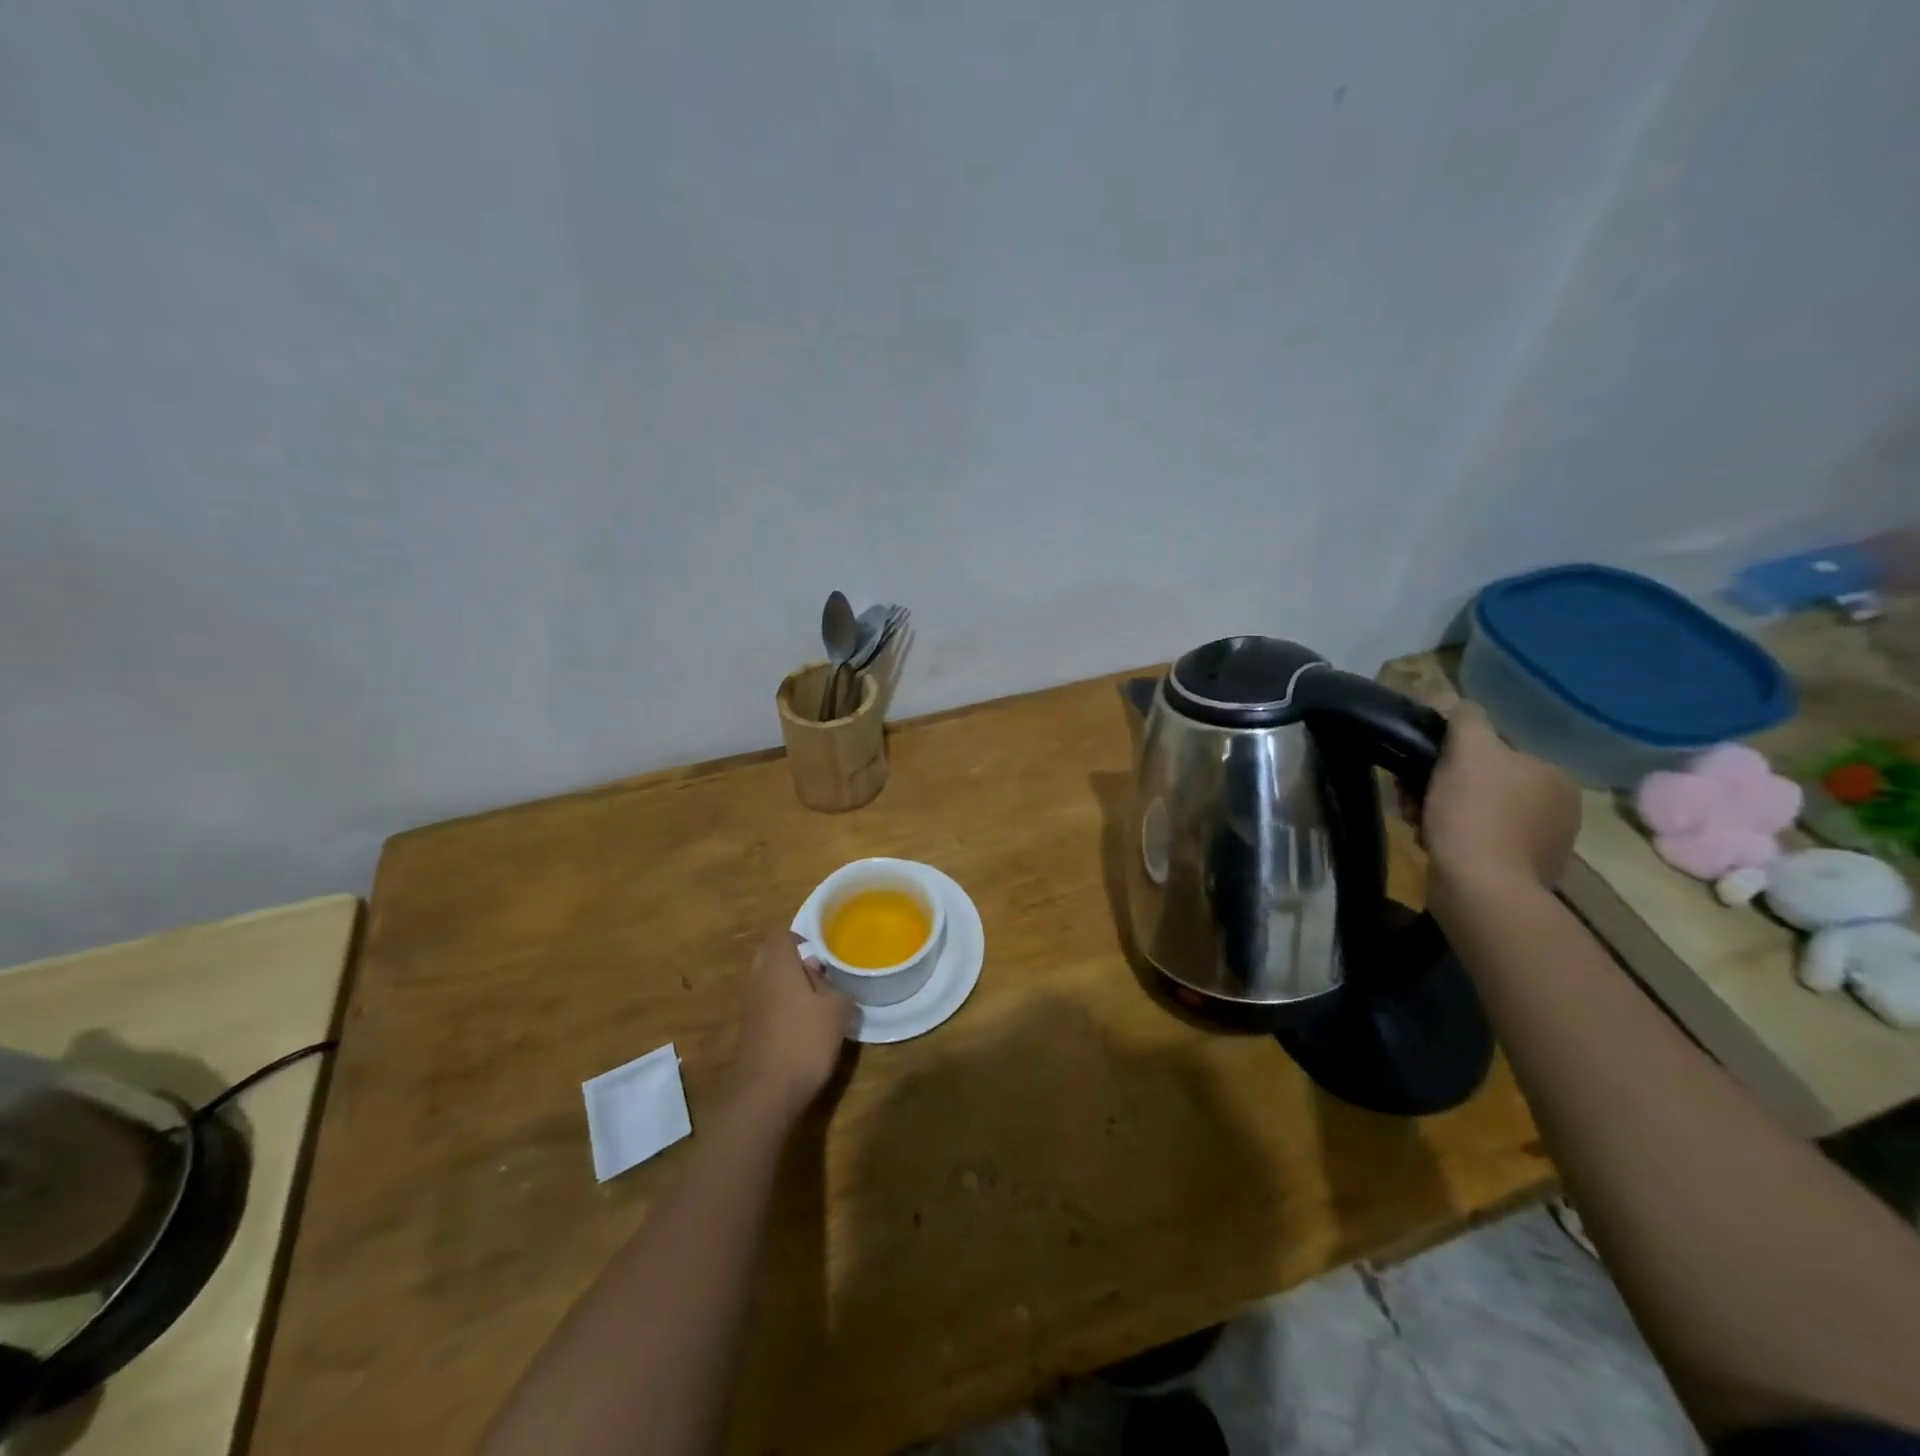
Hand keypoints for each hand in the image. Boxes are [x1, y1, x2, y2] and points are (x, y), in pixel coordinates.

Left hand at [732, 931, 852, 1120]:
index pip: (782, 936)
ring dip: (789, 987)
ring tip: (817, 1003)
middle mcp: (758, 980)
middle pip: (771, 958)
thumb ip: (833, 986)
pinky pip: (766, 1006)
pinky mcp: (749, 1031)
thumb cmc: (805, 1040)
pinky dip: (782, 1009)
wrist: (767, 1092)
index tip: (821, 952)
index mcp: (778, 966)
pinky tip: (804, 1027)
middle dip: (794, 962)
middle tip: (820, 974)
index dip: (801, 938)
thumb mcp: (836, 1010)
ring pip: (768, 983)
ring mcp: (749, 1007)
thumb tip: (821, 976)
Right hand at [1419, 702, 1581, 899]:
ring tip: (1417, 824)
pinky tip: (1433, 844)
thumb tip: (1453, 699)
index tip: (1418, 768)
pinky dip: (1452, 838)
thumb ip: (1465, 718)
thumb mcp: (1468, 753)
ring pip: (1474, 810)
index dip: (1448, 754)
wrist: (1482, 891)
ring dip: (1439, 811)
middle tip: (1411, 798)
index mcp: (1553, 775)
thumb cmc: (1475, 815)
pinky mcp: (1518, 871)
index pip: (1491, 750)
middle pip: (1480, 780)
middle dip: (1440, 785)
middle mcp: (1558, 807)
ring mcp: (1541, 842)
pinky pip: (1476, 841)